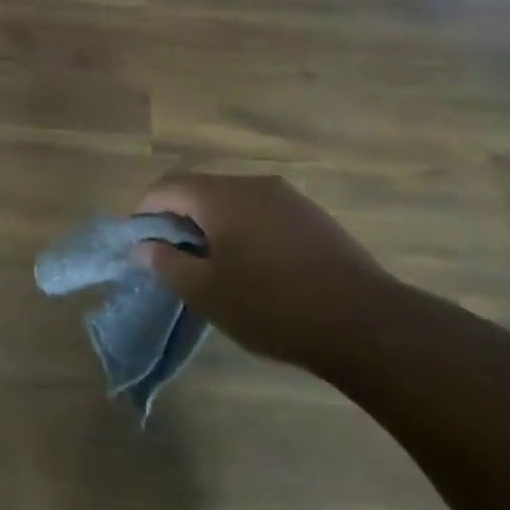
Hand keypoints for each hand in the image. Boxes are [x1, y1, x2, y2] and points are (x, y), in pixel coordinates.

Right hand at [133, 171, 396, 364]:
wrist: (367, 325)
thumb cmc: (273, 306)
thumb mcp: (207, 293)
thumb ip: (167, 264)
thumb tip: (142, 246)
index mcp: (222, 196)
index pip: (166, 187)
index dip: (145, 213)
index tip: (142, 247)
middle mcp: (253, 184)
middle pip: (200, 190)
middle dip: (179, 221)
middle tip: (175, 262)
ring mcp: (288, 198)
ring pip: (232, 202)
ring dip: (212, 227)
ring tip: (214, 269)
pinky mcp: (312, 217)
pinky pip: (261, 214)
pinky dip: (243, 232)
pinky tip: (255, 270)